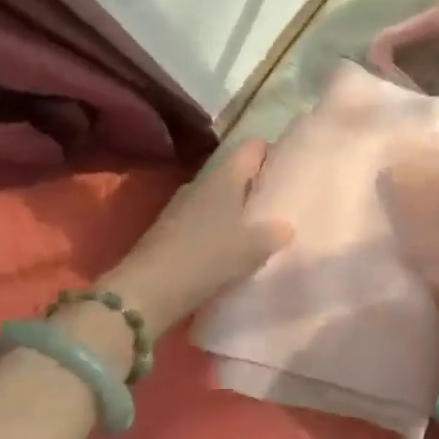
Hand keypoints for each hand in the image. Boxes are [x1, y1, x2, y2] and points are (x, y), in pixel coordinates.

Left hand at [107, 139, 292, 331]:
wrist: (149, 290)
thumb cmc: (208, 257)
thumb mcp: (252, 248)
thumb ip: (274, 233)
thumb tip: (285, 227)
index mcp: (225, 177)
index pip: (253, 148)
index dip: (272, 153)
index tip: (290, 168)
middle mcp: (203, 183)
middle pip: (236, 173)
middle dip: (256, 185)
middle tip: (280, 203)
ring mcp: (182, 206)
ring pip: (219, 197)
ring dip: (237, 209)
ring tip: (259, 229)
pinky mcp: (170, 230)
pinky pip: (203, 220)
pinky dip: (219, 228)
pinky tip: (230, 249)